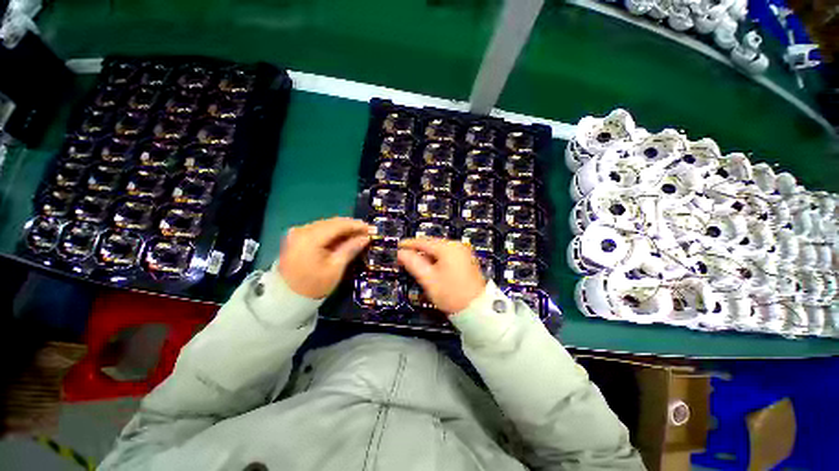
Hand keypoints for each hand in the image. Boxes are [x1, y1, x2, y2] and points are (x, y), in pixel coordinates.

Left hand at [278, 217, 371, 298]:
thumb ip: (350, 249)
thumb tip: (365, 238)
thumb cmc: (314, 285)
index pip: (338, 225)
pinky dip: (332, 233)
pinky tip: (343, 238)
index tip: (370, 228)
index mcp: (310, 238)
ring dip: (342, 229)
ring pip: (326, 225)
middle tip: (366, 232)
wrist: (287, 297)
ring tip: (357, 235)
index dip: (356, 225)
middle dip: (350, 226)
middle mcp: (301, 230)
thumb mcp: (336, 268)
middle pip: (331, 223)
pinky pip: (319, 230)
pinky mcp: (296, 238)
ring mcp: (297, 233)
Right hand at [397, 238, 486, 314]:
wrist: (476, 308)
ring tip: (416, 264)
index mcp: (448, 248)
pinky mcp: (466, 260)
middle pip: (432, 245)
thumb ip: (413, 263)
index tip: (399, 246)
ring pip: (439, 250)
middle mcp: (457, 246)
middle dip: (418, 251)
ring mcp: (463, 253)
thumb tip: (401, 253)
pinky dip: (437, 259)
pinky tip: (431, 268)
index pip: (423, 242)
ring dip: (427, 256)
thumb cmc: (452, 295)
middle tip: (405, 257)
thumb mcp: (428, 279)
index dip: (409, 244)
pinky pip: (447, 255)